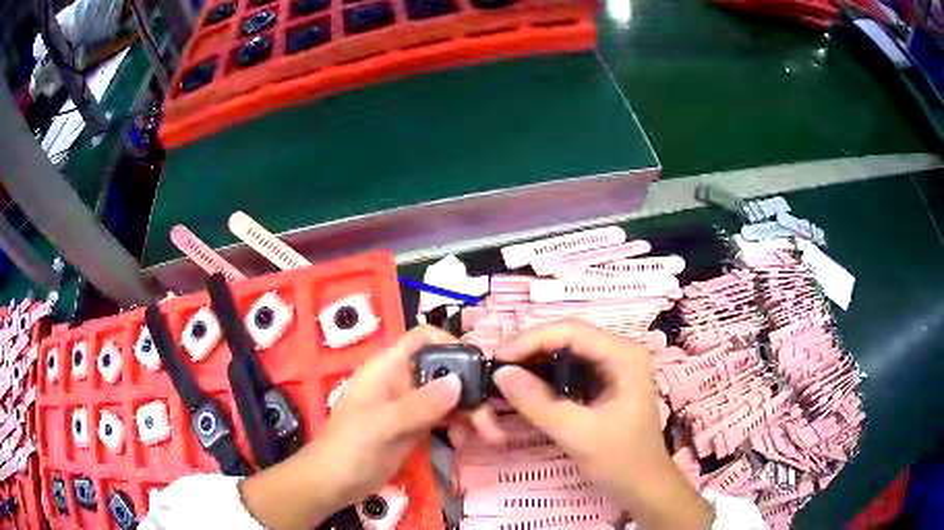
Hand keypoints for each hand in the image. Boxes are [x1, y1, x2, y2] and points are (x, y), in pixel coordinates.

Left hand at [242, 325, 498, 528]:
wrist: (333, 483)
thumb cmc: (348, 448)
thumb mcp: (381, 426)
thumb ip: (419, 405)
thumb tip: (458, 381)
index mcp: (387, 368)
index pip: (423, 339)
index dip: (451, 343)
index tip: (478, 366)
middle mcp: (402, 381)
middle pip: (444, 371)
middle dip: (471, 390)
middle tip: (491, 416)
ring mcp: (410, 405)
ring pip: (449, 397)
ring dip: (471, 412)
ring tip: (490, 436)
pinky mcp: (415, 427)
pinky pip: (445, 418)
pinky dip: (460, 426)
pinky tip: (467, 442)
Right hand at [492, 321, 711, 529]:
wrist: (644, 486)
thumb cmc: (620, 460)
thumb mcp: (577, 434)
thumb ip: (538, 403)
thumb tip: (500, 374)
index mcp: (624, 355)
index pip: (571, 331)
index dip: (530, 340)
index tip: (497, 358)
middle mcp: (621, 352)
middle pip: (568, 337)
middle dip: (530, 350)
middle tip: (496, 367)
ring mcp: (615, 366)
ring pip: (567, 351)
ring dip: (536, 361)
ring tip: (505, 375)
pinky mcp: (606, 382)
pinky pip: (571, 369)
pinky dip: (546, 376)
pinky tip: (527, 386)